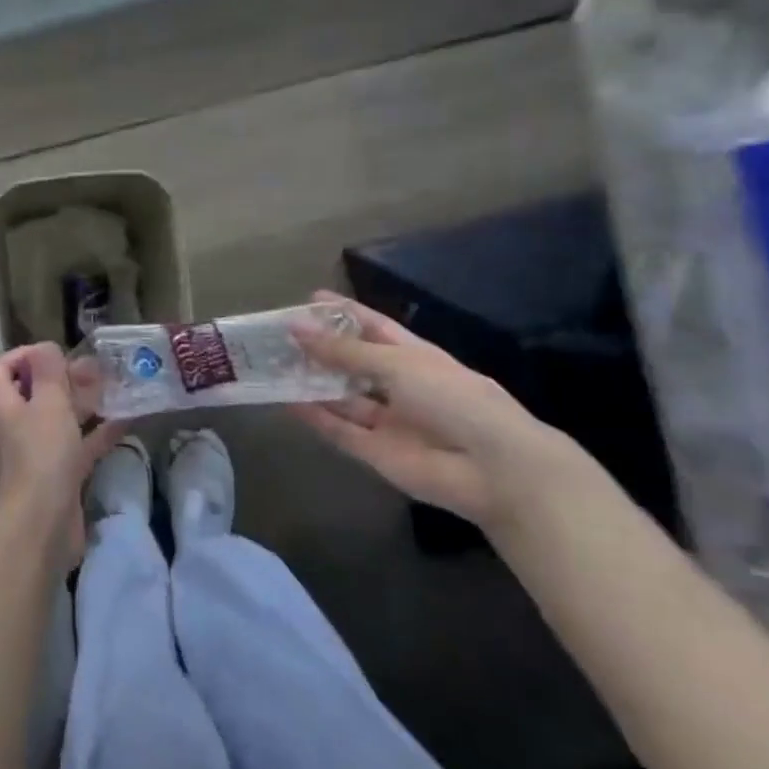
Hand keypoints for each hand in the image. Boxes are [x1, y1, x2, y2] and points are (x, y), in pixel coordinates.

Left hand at [0, 344, 123, 569]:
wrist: (42, 525)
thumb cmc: (40, 455)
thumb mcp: (48, 403)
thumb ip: (49, 371)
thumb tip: (46, 347)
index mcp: (2, 404)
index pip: (2, 367)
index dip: (24, 355)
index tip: (56, 353)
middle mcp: (14, 424)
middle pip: (34, 391)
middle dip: (63, 378)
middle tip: (95, 369)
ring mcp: (36, 451)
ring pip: (59, 418)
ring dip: (83, 402)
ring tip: (115, 387)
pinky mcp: (58, 474)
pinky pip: (78, 445)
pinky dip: (97, 432)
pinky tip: (125, 420)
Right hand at [287, 291, 577, 527]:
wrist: (493, 468)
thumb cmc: (454, 399)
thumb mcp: (398, 364)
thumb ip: (345, 351)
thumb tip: (297, 328)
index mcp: (416, 358)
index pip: (375, 328)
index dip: (345, 314)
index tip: (309, 300)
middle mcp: (401, 386)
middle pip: (354, 363)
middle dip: (321, 349)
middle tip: (281, 336)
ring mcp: (388, 421)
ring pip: (342, 398)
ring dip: (313, 383)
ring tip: (275, 366)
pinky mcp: (375, 452)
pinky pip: (339, 430)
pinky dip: (314, 417)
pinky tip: (285, 401)